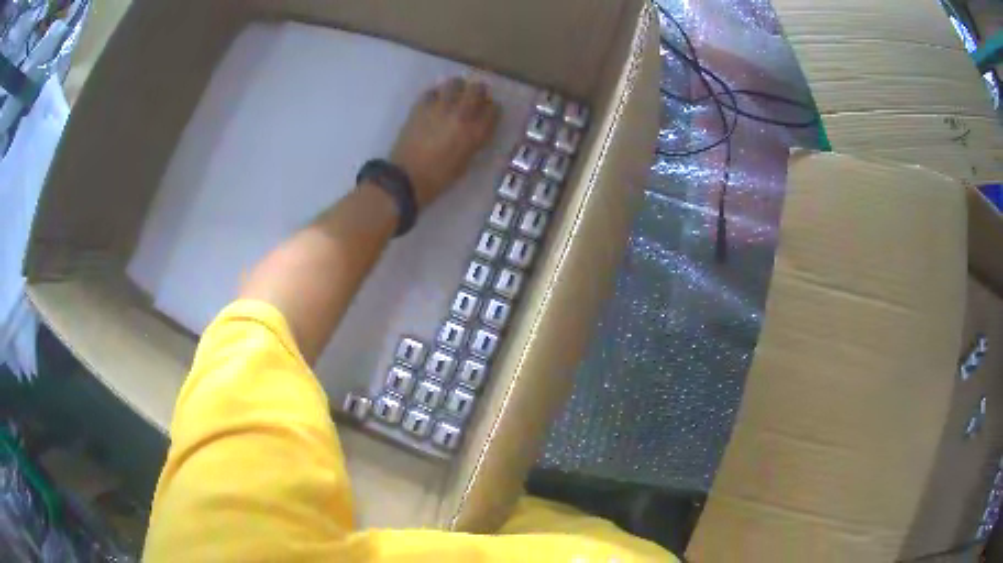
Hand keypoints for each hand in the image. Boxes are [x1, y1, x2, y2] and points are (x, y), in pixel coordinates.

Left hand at [390, 77, 499, 208]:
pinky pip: (432, 91)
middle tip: (474, 97)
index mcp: (476, 132)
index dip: (492, 109)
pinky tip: (435, 101)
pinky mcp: (420, 106)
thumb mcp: (466, 162)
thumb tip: (477, 127)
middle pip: (477, 89)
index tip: (487, 112)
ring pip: (455, 83)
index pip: (494, 109)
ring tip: (454, 94)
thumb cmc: (439, 177)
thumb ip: (475, 140)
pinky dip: (436, 93)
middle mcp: (461, 114)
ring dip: (458, 87)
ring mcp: (439, 108)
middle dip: (479, 91)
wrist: (406, 178)